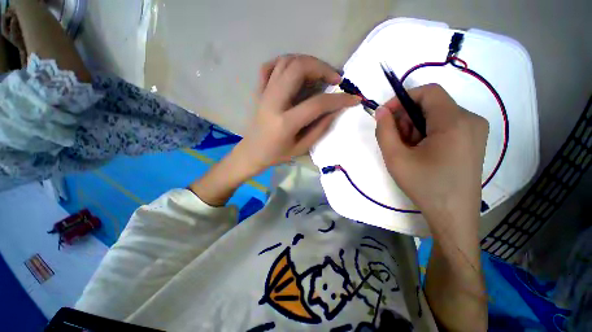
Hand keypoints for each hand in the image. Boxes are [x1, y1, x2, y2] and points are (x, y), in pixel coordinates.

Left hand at [233, 55, 359, 175]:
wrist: (251, 152)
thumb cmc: (276, 155)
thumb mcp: (301, 148)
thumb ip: (319, 129)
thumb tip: (335, 110)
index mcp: (285, 122)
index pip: (317, 104)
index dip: (338, 99)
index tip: (353, 98)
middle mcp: (273, 102)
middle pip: (298, 69)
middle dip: (321, 67)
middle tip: (334, 79)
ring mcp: (264, 93)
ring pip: (285, 62)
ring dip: (306, 62)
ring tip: (319, 73)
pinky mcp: (259, 91)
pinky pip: (269, 67)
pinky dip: (284, 62)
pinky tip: (294, 70)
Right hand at [375, 84, 488, 223]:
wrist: (453, 215)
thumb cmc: (424, 186)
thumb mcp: (395, 158)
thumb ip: (384, 131)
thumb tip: (380, 111)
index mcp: (455, 122)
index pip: (428, 92)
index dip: (402, 99)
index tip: (386, 116)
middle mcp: (471, 120)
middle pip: (431, 104)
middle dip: (407, 118)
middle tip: (396, 140)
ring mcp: (475, 130)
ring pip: (437, 115)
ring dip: (416, 127)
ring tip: (408, 150)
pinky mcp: (474, 140)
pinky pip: (446, 125)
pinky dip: (427, 133)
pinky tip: (421, 152)